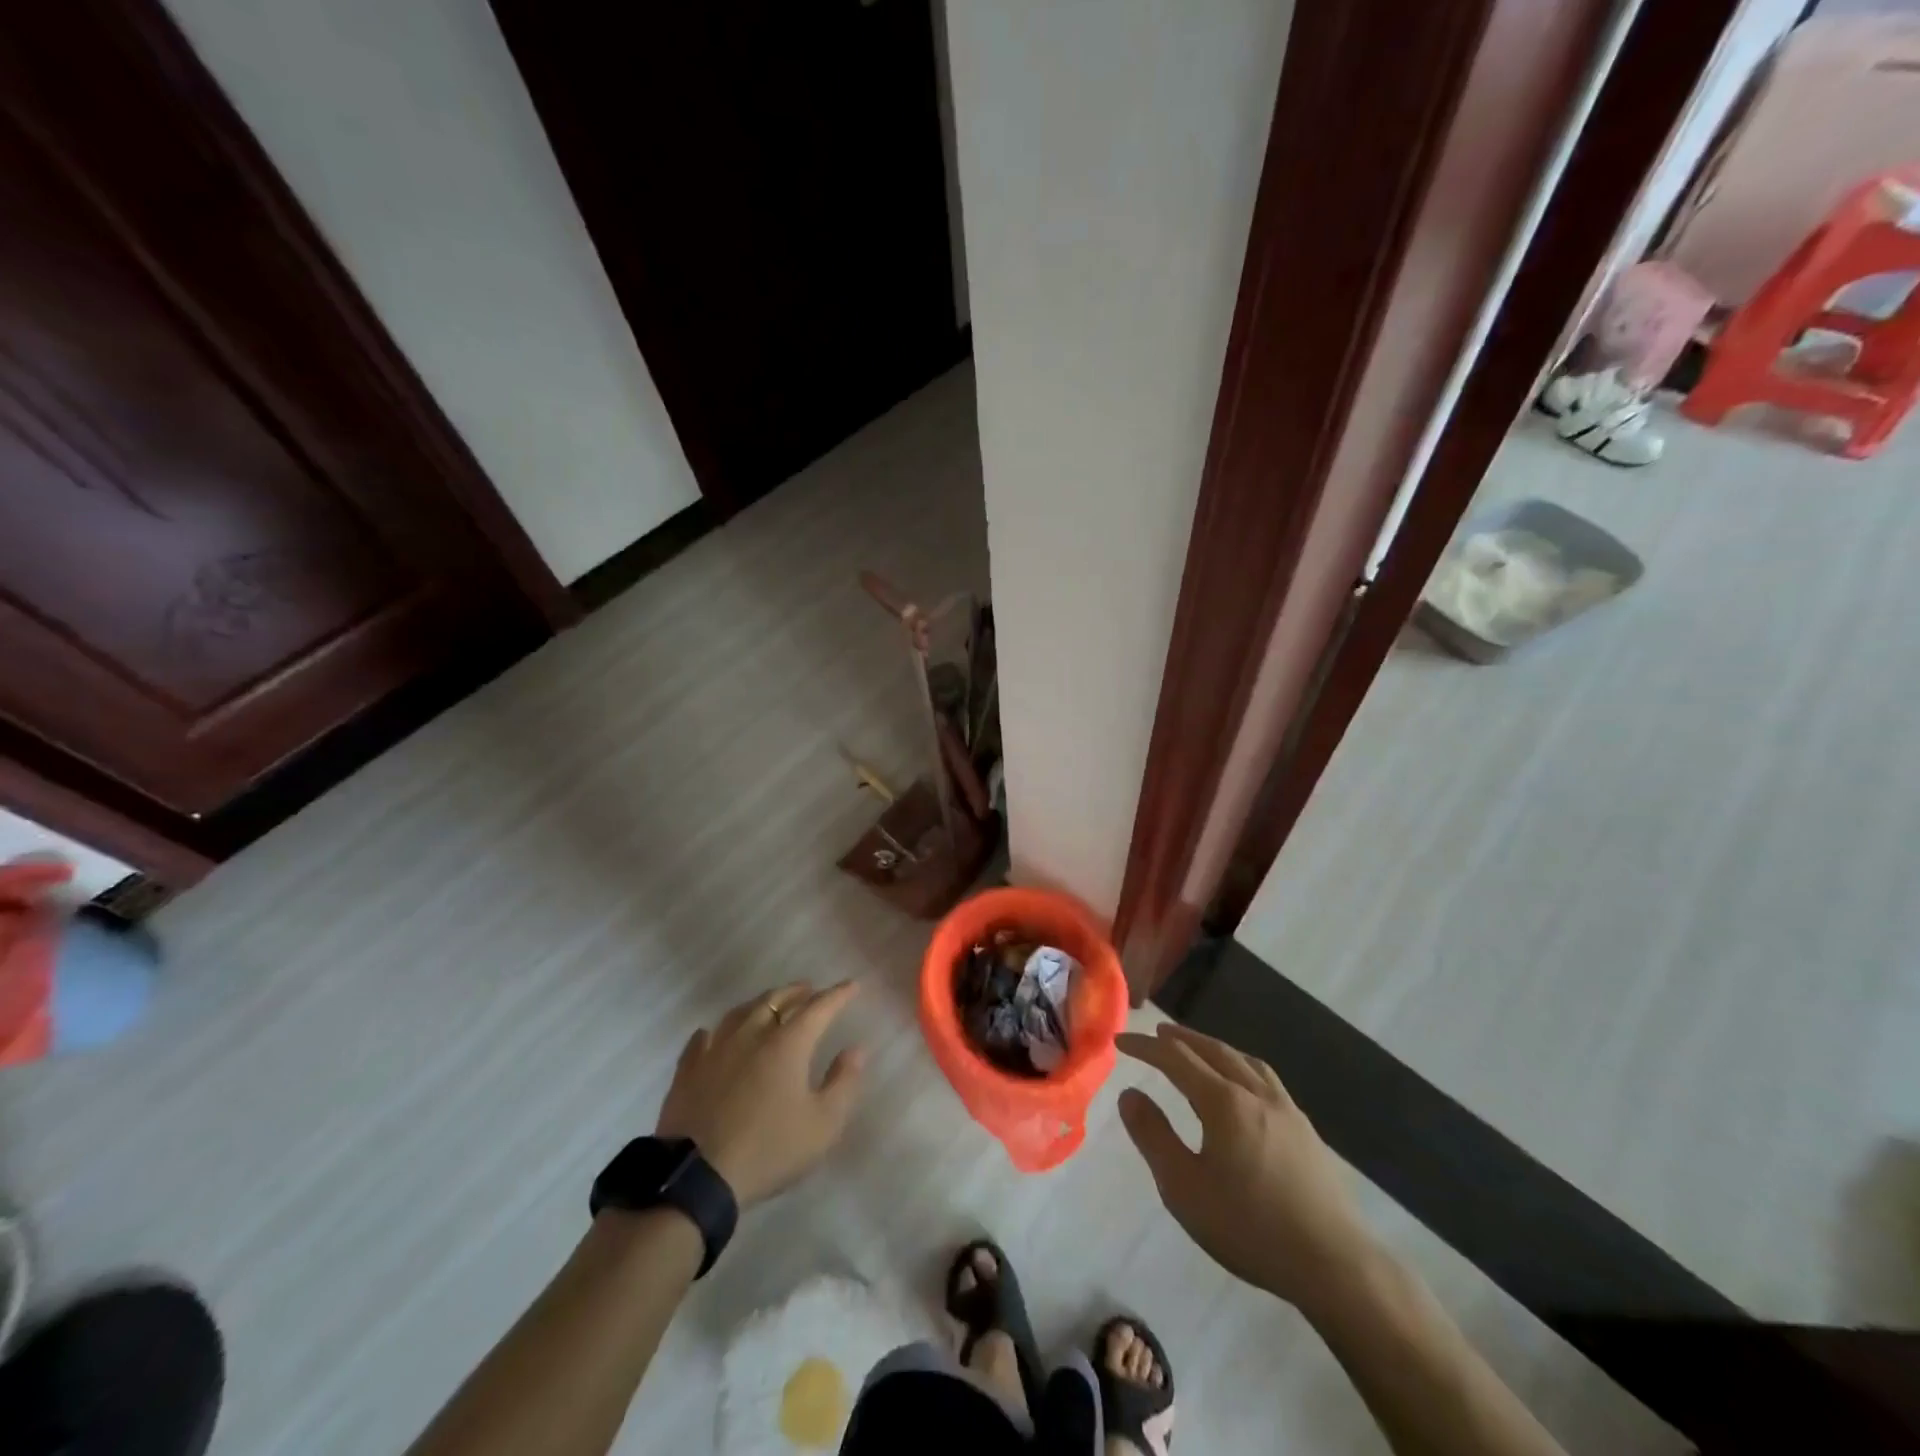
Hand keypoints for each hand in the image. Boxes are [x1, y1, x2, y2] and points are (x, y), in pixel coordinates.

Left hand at [655, 981, 865, 1206]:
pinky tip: (716, 1034)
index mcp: (788, 1043)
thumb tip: (856, 1049)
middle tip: (810, 989)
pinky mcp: (687, 1070)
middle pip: (777, 999)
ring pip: (741, 1012)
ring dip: (761, 1002)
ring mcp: (716, 1049)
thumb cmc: (768, 1149)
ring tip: (770, 1003)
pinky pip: (704, 1037)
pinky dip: (718, 1030)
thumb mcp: (822, 1125)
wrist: (696, 1178)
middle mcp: (752, 1034)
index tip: (852, 985)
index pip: (819, 1008)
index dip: (838, 994)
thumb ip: (843, 1082)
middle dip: (798, 991)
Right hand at [1116, 1023, 1375, 1309]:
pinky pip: (1266, 1078)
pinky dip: (1242, 1066)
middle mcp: (1255, 1093)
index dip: (1145, 1047)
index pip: (1176, 1058)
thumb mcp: (1184, 1188)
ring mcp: (1286, 1109)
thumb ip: (1153, 1136)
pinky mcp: (1305, 1130)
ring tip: (1198, 1050)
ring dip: (1214, 1048)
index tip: (1120, 1041)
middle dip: (1181, 1039)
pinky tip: (1243, 1085)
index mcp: (1224, 1101)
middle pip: (1213, 1050)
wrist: (1334, 1265)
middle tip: (1157, 1034)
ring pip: (1244, 1060)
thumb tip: (1129, 1094)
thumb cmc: (1250, 1227)